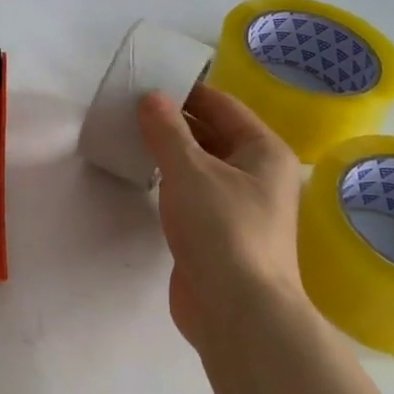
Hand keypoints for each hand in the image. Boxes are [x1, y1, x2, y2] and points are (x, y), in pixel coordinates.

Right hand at [138, 82, 308, 349]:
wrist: (237, 311)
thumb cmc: (222, 229)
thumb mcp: (189, 170)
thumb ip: (167, 130)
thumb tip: (151, 97)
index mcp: (263, 151)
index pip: (222, 105)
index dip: (187, 91)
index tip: (148, 81)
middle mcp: (258, 174)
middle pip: (213, 133)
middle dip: (175, 120)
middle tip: (131, 107)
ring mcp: (240, 205)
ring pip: (202, 165)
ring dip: (171, 150)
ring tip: (130, 134)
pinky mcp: (219, 232)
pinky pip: (193, 193)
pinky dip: (170, 180)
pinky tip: (143, 175)